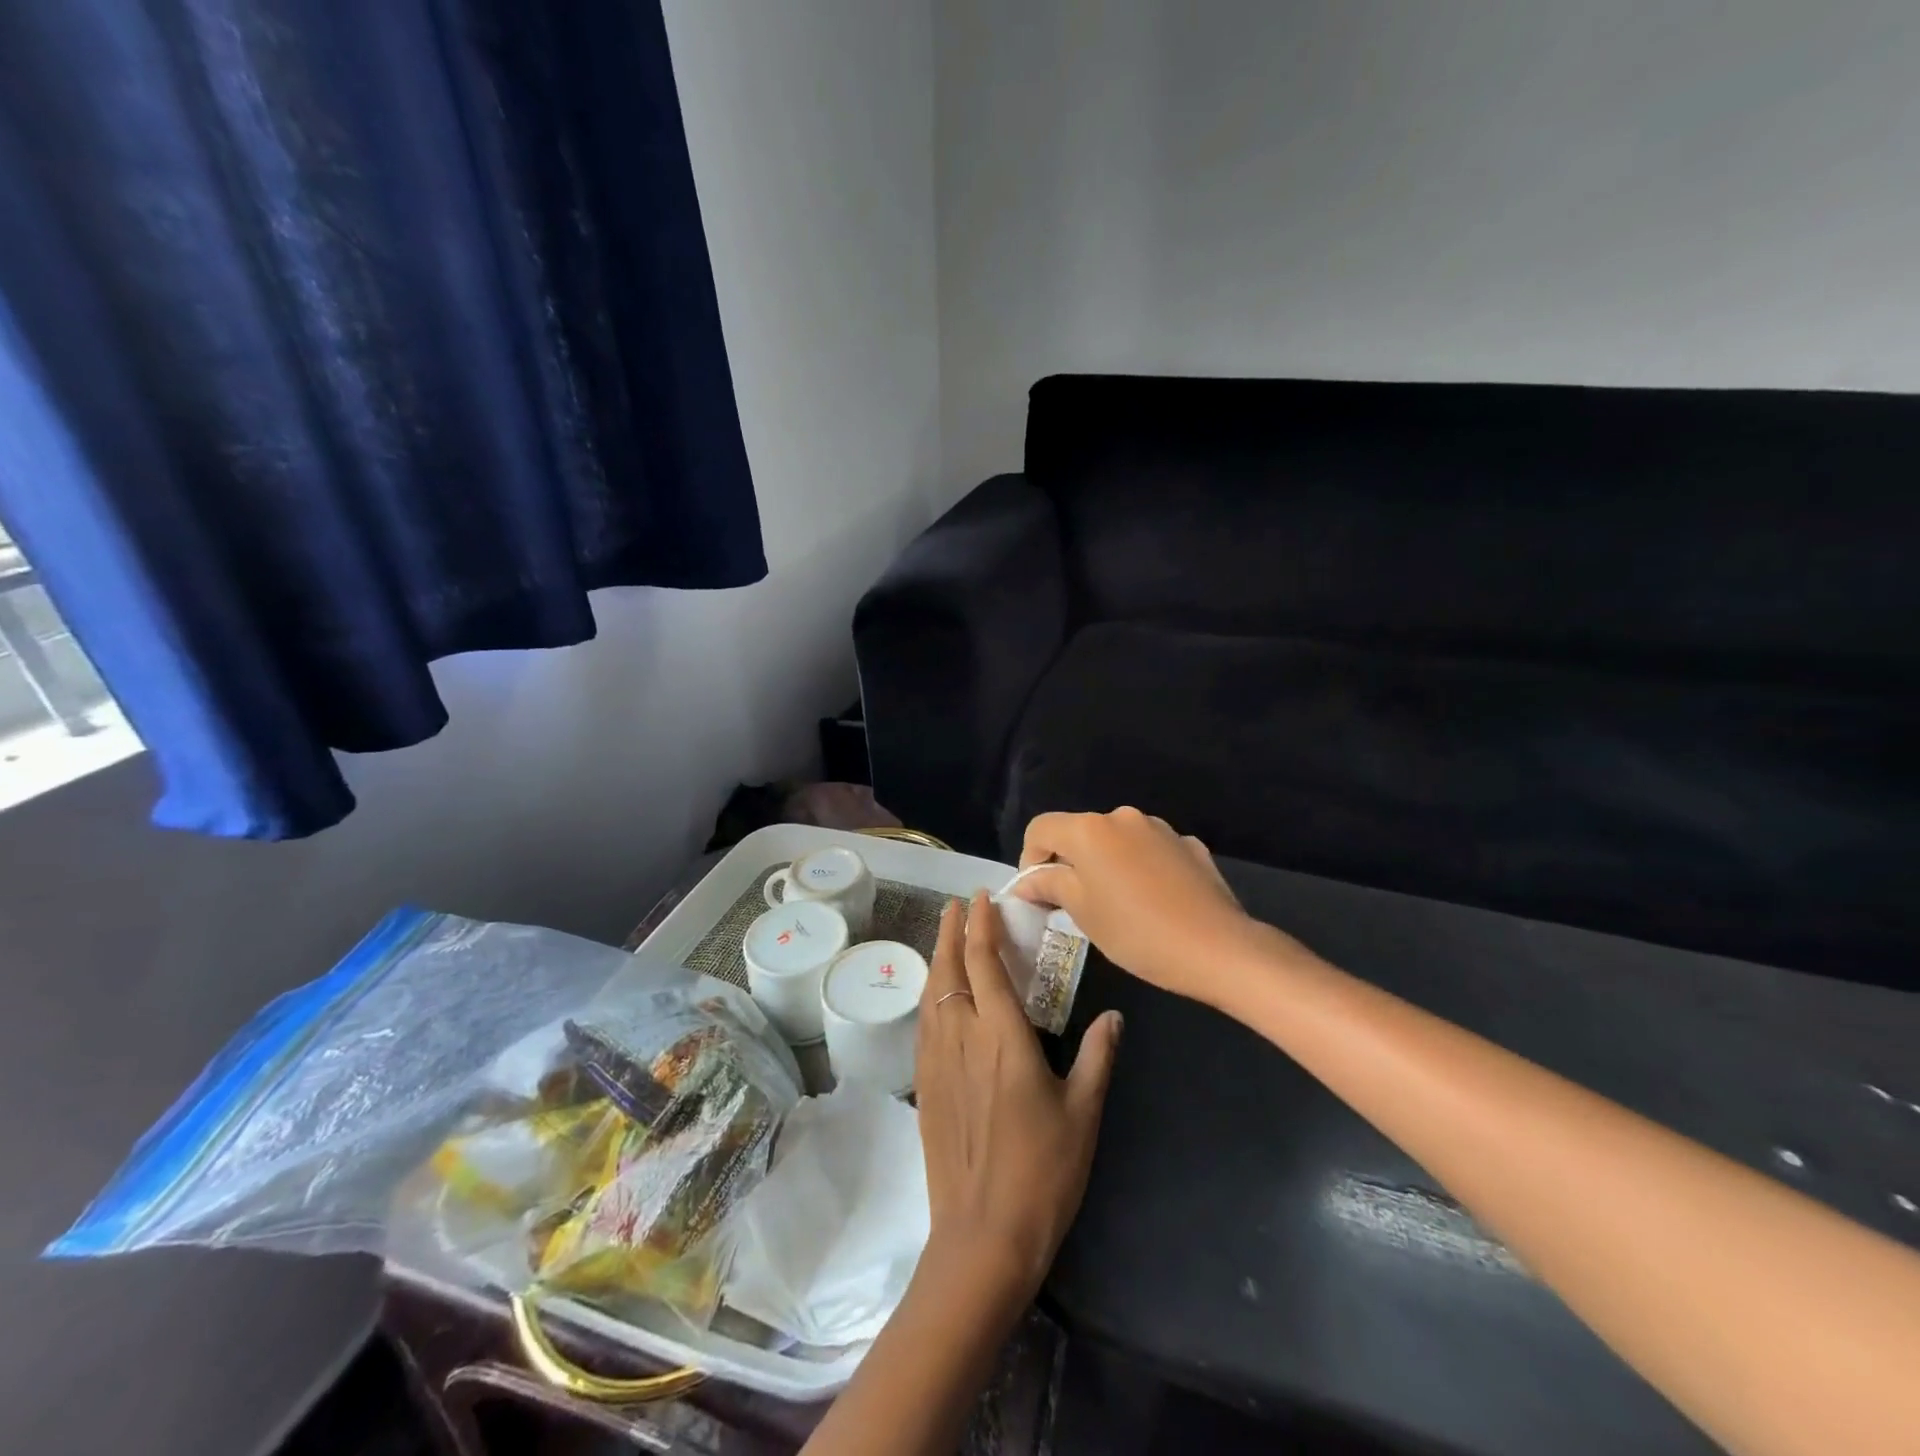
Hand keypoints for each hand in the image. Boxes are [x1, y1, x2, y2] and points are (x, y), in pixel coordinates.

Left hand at [914, 893, 1123, 1305]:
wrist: (983, 1236)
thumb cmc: (1042, 1172)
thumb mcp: (1083, 1113)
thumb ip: (1098, 1057)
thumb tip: (1114, 1016)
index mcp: (1003, 1036)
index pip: (984, 962)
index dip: (982, 924)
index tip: (983, 897)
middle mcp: (963, 1036)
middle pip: (949, 968)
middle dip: (952, 930)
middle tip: (959, 905)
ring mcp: (937, 1059)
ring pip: (932, 992)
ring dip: (939, 957)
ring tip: (947, 936)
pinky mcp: (924, 1084)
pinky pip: (924, 1021)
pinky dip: (931, 993)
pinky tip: (939, 996)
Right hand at [1016, 807, 1268, 1005]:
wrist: (1219, 948)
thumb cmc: (1137, 932)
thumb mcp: (1083, 912)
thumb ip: (1050, 885)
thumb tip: (1028, 881)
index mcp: (1090, 830)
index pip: (1040, 828)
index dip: (1030, 859)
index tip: (1039, 894)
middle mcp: (1122, 817)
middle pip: (1079, 832)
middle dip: (1069, 863)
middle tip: (1074, 905)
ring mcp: (1159, 828)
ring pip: (1116, 841)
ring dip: (1106, 864)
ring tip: (1117, 905)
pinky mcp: (1188, 845)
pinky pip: (1149, 851)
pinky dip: (1139, 868)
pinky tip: (1153, 901)